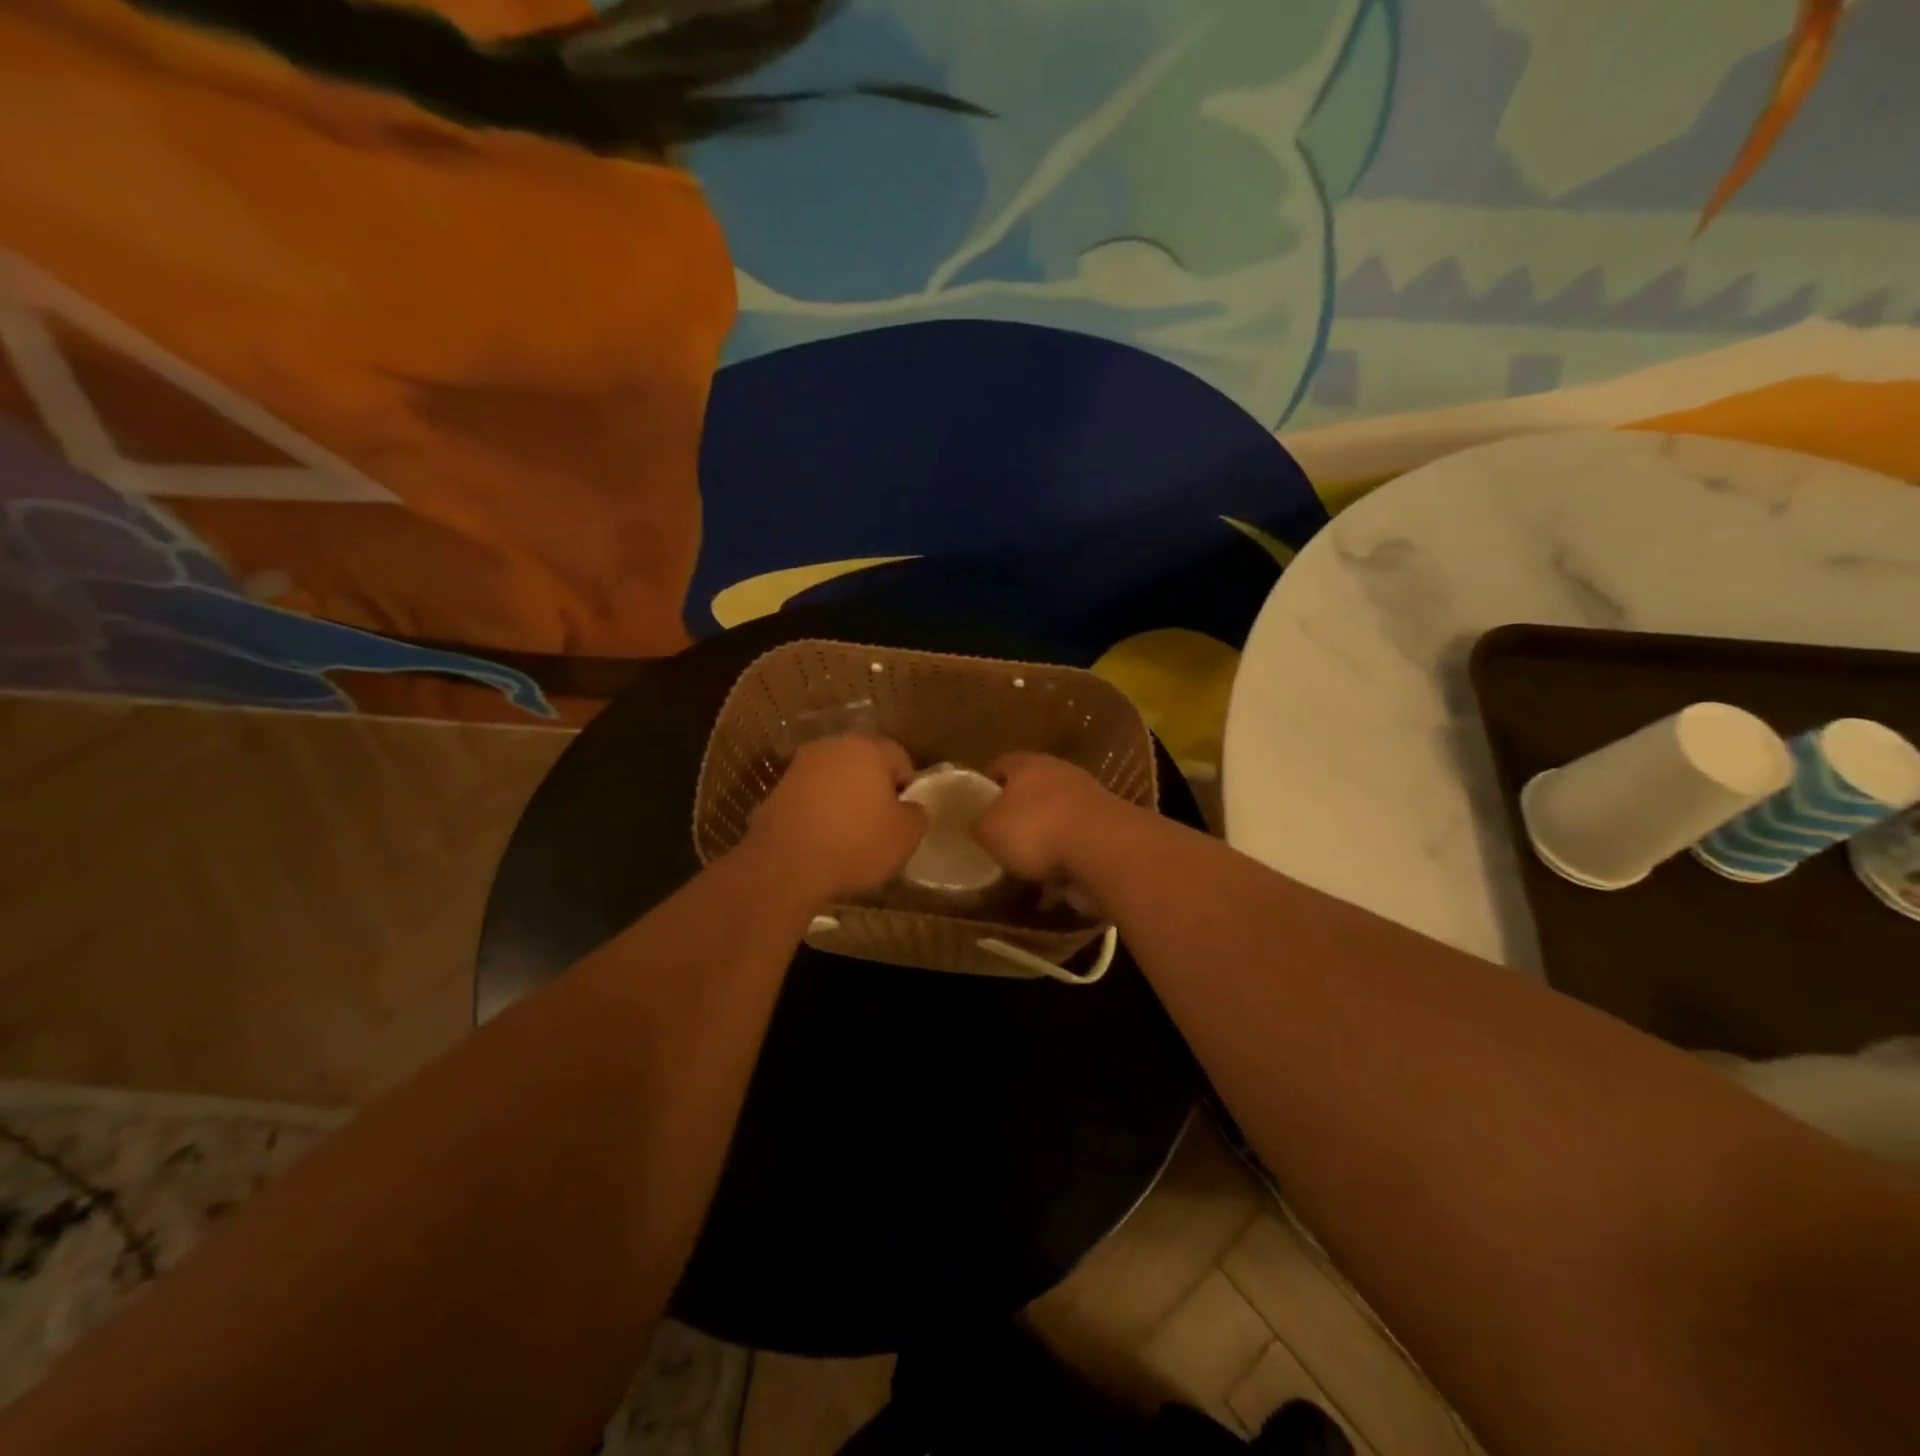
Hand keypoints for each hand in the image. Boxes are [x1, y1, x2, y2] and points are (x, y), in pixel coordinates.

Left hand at [744, 735, 926, 906]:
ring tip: (848, 836)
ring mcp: (799, 768)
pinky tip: (822, 841)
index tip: (903, 816)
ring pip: (834, 780)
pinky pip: (810, 799)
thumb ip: (916, 814)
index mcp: (867, 748)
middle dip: (873, 789)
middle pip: (863, 764)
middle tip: (879, 824)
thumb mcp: (906, 835)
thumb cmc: (857, 843)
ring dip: (844, 800)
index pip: (899, 758)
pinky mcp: (776, 792)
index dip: (907, 787)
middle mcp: (831, 747)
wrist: (786, 866)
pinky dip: (819, 814)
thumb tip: (909, 808)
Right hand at [971, 752, 1131, 885]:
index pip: (1001, 764)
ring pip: (1058, 814)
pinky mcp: (1110, 825)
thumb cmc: (1037, 830)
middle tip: (1003, 837)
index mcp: (1028, 764)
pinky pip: (1079, 841)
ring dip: (1046, 836)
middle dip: (1019, 811)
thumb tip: (981, 825)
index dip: (986, 784)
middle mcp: (1061, 772)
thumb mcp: (989, 830)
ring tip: (1030, 865)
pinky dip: (1068, 857)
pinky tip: (1058, 882)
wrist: (1105, 848)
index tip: (977, 806)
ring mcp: (1090, 797)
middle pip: (1033, 788)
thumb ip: (980, 824)